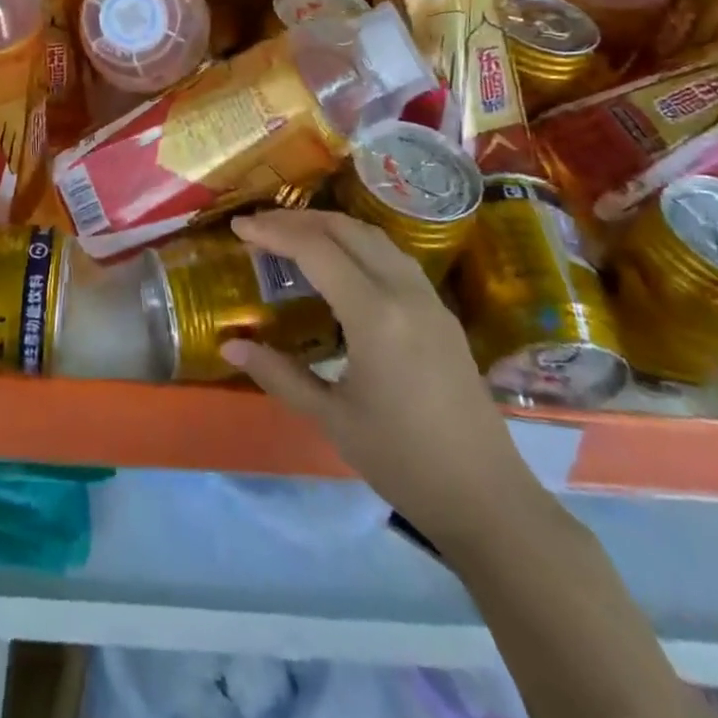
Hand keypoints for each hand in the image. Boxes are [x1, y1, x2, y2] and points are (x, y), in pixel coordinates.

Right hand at [225, 210, 541, 548]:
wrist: (486, 498)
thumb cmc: (403, 461)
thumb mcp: (332, 418)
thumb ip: (280, 374)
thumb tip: (230, 347)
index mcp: (375, 315)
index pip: (316, 250)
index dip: (274, 232)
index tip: (239, 227)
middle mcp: (404, 293)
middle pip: (346, 230)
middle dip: (298, 220)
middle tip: (260, 226)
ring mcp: (428, 299)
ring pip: (374, 236)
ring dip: (330, 226)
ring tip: (294, 234)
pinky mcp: (441, 312)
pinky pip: (393, 255)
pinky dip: (357, 242)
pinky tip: (341, 261)